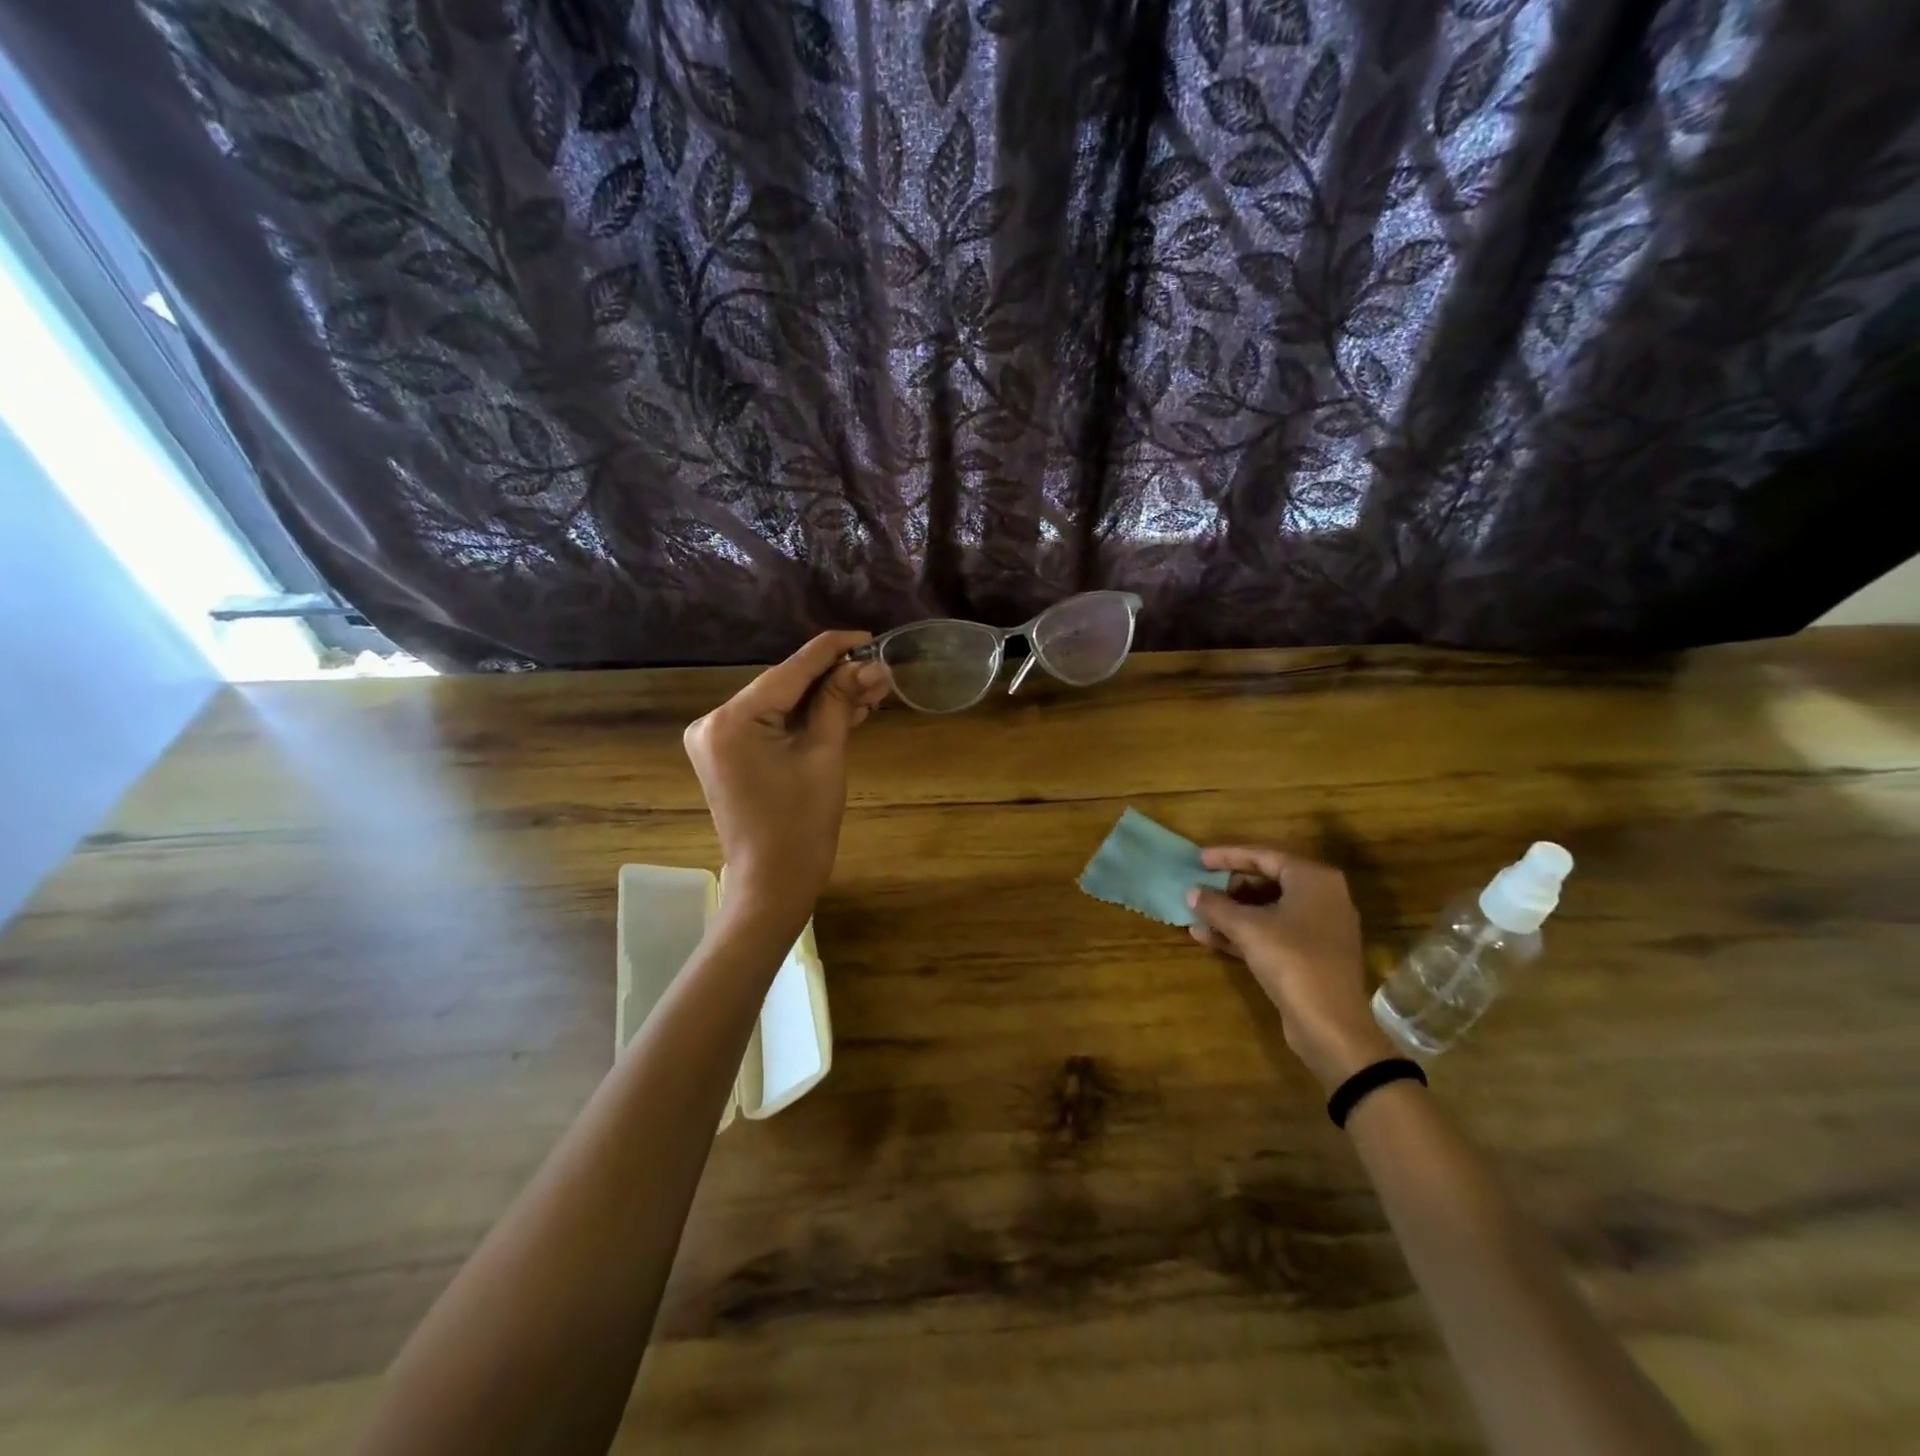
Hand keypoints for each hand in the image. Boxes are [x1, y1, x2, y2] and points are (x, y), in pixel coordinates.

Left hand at [683, 631, 890, 931]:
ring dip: (823, 699)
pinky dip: (804, 720)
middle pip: (784, 686)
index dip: (832, 650)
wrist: (773, 883)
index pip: (790, 671)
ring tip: (870, 691)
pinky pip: (771, 725)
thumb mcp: (825, 755)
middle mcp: (714, 721)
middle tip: (878, 671)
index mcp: (732, 720)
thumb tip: (869, 664)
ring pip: (780, 705)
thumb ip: (841, 701)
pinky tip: (843, 710)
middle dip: (833, 678)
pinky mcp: (728, 754)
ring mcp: (717, 739)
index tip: (868, 635)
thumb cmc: (802, 824)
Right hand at [1187, 847, 1395, 1091]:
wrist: (1331, 1025)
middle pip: (1267, 880)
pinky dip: (1242, 933)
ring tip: (1197, 914)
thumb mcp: (1247, 928)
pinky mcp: (1310, 955)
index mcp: (1313, 879)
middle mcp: (1322, 897)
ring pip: (1267, 909)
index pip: (1264, 855)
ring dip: (1231, 912)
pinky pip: (1271, 933)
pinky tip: (1207, 937)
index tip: (1198, 859)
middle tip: (1201, 889)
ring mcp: (1318, 928)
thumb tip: (1191, 892)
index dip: (1227, 856)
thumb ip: (1216, 905)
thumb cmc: (1292, 960)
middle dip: (1229, 887)